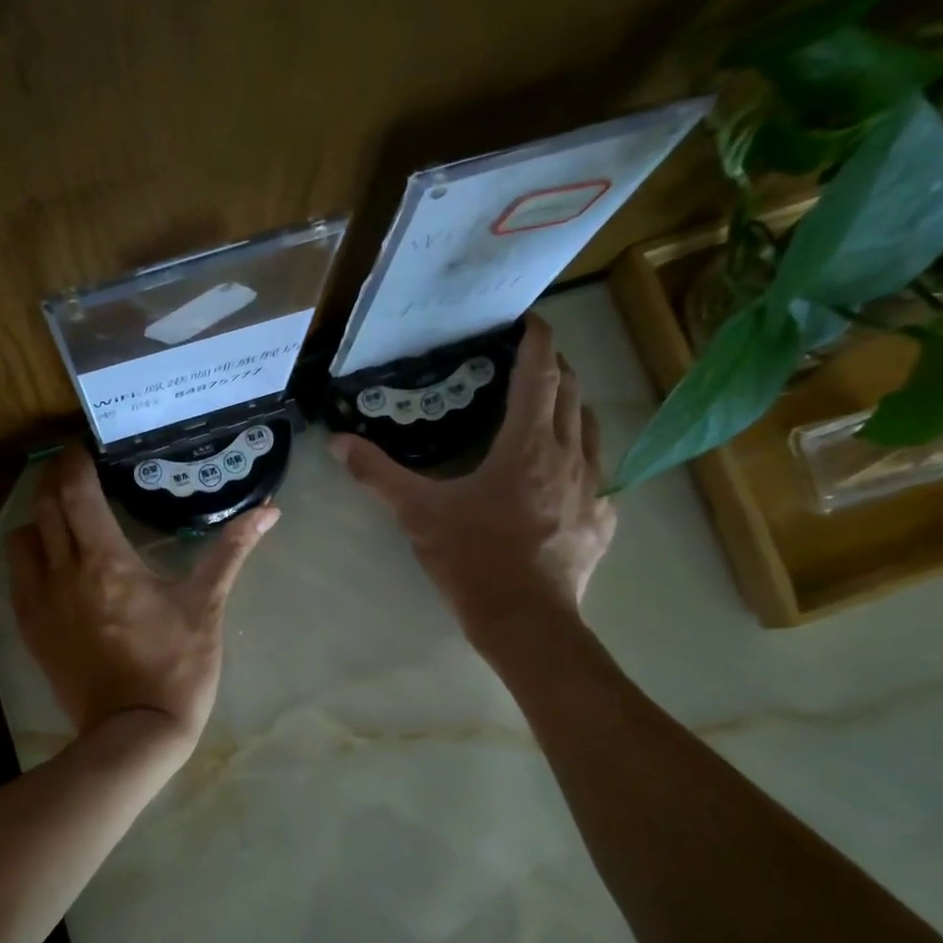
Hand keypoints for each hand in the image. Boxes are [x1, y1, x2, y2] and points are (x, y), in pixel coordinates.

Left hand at [7, 448, 276, 751]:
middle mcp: (62, 572)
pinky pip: (17, 575)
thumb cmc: (176, 667)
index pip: (75, 490)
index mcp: (105, 560)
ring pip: (23, 538)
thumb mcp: (206, 606)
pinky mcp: (30, 628)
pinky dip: (30, 555)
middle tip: (78, 472)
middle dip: (55, 480)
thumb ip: (231, 551)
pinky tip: (54, 561)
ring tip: (65, 517)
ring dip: (40, 517)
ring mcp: (39, 602)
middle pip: (44, 505)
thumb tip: (270, 510)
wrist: (135, 732)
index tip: (87, 448)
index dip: (76, 461)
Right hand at [330, 315, 614, 645]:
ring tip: (549, 409)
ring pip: (591, 428)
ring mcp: (594, 487)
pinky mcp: (603, 519)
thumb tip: (338, 442)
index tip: (531, 320)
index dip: (537, 340)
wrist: (526, 622)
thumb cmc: (473, 560)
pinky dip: (583, 455)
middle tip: (530, 362)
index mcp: (527, 446)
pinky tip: (566, 472)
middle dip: (554, 368)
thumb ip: (378, 474)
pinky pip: (600, 471)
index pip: (540, 374)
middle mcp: (569, 455)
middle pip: (571, 393)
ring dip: (572, 408)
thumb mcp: (418, 515)